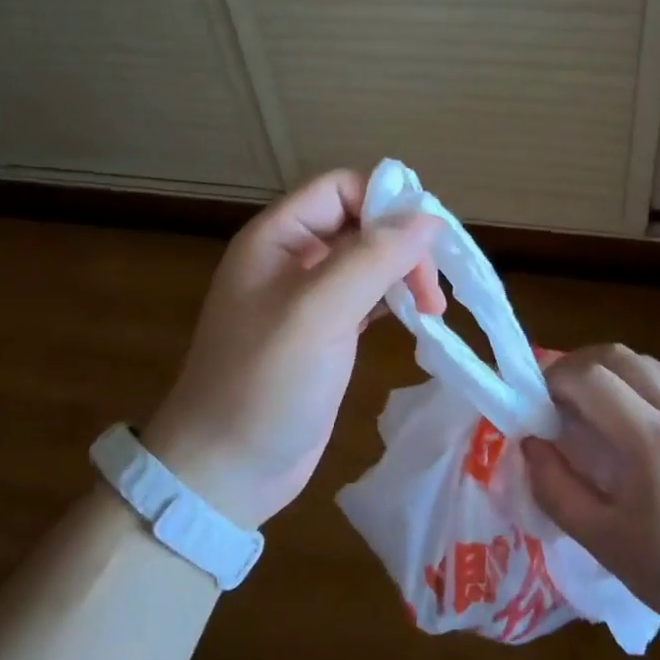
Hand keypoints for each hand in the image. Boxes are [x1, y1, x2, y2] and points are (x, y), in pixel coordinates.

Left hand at [144, 170, 445, 529]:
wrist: (225, 470)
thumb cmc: (265, 383)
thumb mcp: (318, 312)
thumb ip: (372, 258)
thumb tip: (428, 218)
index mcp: (278, 238)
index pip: (341, 188)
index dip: (386, 203)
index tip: (427, 242)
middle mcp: (292, 258)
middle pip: (361, 223)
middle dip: (403, 245)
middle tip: (433, 292)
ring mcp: (309, 298)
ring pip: (369, 261)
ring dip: (405, 274)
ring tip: (433, 309)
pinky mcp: (325, 333)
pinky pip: (368, 297)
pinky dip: (396, 301)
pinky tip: (418, 320)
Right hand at [522, 344, 659, 633]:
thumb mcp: (606, 543)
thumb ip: (556, 490)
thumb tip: (530, 444)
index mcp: (651, 440)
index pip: (590, 377)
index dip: (553, 380)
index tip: (536, 406)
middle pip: (616, 355)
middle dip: (576, 366)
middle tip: (556, 399)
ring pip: (644, 362)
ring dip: (607, 371)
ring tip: (589, 407)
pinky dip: (636, 382)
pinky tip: (629, 420)